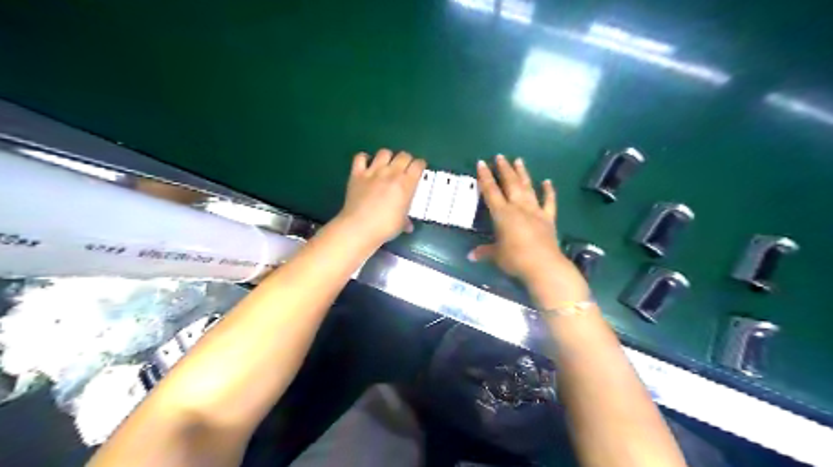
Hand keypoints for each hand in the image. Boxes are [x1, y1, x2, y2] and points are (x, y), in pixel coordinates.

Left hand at [335, 147, 425, 244]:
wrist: (359, 228)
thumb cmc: (385, 227)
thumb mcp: (401, 224)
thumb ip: (406, 220)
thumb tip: (408, 225)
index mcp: (406, 184)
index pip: (418, 165)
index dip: (420, 166)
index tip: (419, 171)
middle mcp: (391, 173)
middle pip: (403, 155)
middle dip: (406, 160)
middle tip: (405, 169)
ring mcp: (373, 172)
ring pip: (384, 152)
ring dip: (388, 157)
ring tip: (387, 166)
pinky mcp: (357, 174)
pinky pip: (361, 157)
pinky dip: (365, 158)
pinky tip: (367, 165)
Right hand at [468, 155, 590, 304]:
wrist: (544, 266)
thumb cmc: (515, 259)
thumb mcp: (496, 256)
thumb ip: (484, 252)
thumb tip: (470, 256)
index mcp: (502, 214)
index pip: (491, 191)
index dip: (485, 177)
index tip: (481, 163)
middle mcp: (518, 207)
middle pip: (510, 184)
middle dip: (504, 169)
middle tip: (500, 156)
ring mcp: (535, 211)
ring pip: (527, 188)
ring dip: (523, 173)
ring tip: (519, 160)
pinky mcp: (548, 219)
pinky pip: (549, 202)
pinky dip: (549, 191)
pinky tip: (548, 181)